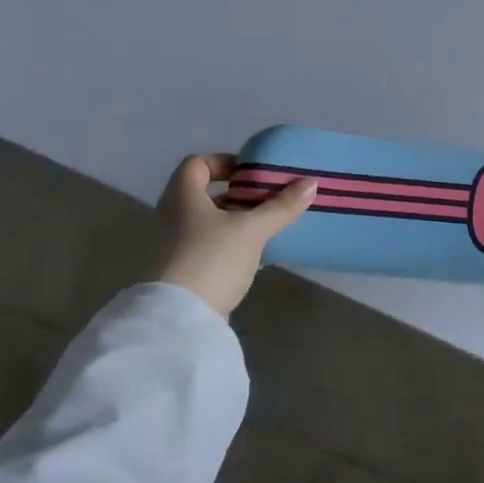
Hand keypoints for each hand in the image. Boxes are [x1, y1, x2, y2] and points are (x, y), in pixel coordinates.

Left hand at [155, 153, 316, 317]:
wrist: (180, 319)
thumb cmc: (212, 259)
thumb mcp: (253, 229)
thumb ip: (281, 206)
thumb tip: (311, 183)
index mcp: (182, 196)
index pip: (197, 163)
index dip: (224, 162)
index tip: (252, 173)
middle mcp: (172, 216)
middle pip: (205, 193)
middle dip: (238, 194)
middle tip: (268, 199)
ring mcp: (174, 246)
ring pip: (208, 221)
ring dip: (236, 220)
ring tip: (267, 226)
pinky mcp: (181, 272)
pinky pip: (208, 246)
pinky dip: (230, 244)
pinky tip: (255, 255)